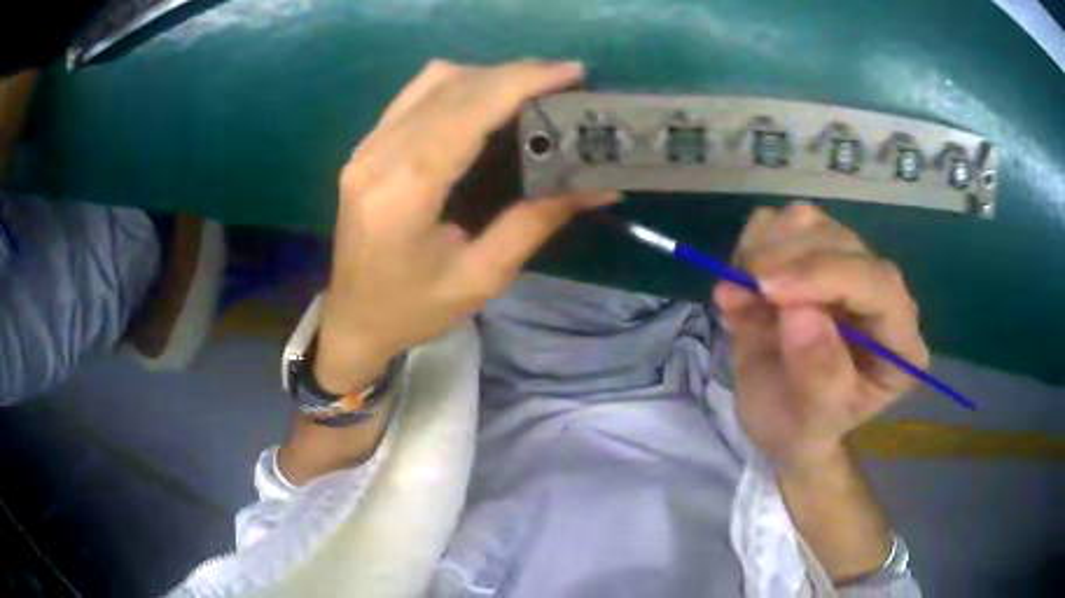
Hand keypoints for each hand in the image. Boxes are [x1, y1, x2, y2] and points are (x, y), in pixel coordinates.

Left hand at [314, 60, 616, 393]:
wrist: (352, 320)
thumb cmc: (413, 310)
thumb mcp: (481, 278)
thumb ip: (536, 222)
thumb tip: (599, 186)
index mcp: (404, 192)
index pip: (467, 111)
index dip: (521, 82)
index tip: (572, 73)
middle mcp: (378, 156)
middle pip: (452, 87)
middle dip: (514, 74)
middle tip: (564, 82)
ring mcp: (366, 146)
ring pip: (432, 81)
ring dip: (487, 75)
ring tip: (531, 89)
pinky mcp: (365, 147)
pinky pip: (415, 94)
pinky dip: (458, 85)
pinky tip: (485, 100)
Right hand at [714, 202, 927, 471]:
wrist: (779, 420)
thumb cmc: (803, 427)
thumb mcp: (813, 421)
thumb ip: (818, 374)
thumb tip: (798, 310)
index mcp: (898, 340)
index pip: (878, 283)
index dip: (825, 274)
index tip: (769, 288)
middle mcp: (878, 293)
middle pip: (840, 243)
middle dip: (785, 261)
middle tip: (741, 293)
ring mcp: (843, 267)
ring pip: (808, 221)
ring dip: (763, 250)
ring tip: (740, 297)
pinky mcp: (809, 255)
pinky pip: (777, 224)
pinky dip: (749, 247)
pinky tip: (741, 288)